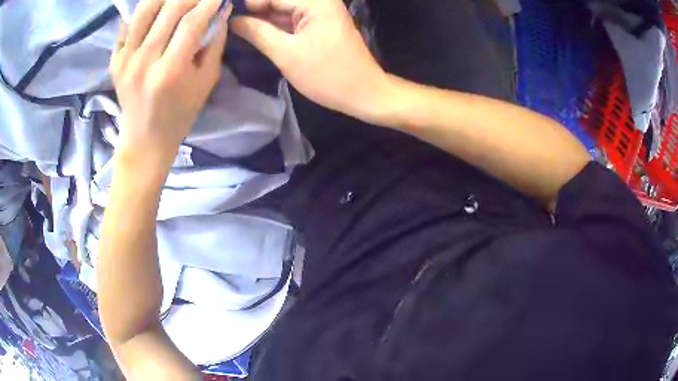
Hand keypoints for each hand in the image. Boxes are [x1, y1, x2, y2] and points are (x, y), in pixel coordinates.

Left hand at [110, 0, 230, 168]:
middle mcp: (144, 60)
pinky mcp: (115, 61)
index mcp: (170, 70)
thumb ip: (214, 43)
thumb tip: (220, 11)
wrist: (145, 139)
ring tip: (177, 0)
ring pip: (146, 9)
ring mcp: (126, 59)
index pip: (192, 21)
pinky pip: (128, 24)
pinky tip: (155, 14)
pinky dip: (143, 13)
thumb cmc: (180, 114)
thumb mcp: (206, 81)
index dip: (208, 2)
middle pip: (170, 9)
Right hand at [231, 0, 391, 122]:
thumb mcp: (286, 54)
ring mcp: (319, 10)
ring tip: (241, 32)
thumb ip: (257, 32)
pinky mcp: (318, 21)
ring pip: (281, 8)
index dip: (248, 5)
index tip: (227, 18)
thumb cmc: (327, 75)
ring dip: (262, 19)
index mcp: (315, 1)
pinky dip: (274, 25)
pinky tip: (257, 34)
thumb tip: (233, 20)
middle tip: (232, 27)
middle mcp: (318, 0)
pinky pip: (289, 17)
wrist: (363, 91)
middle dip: (255, 11)